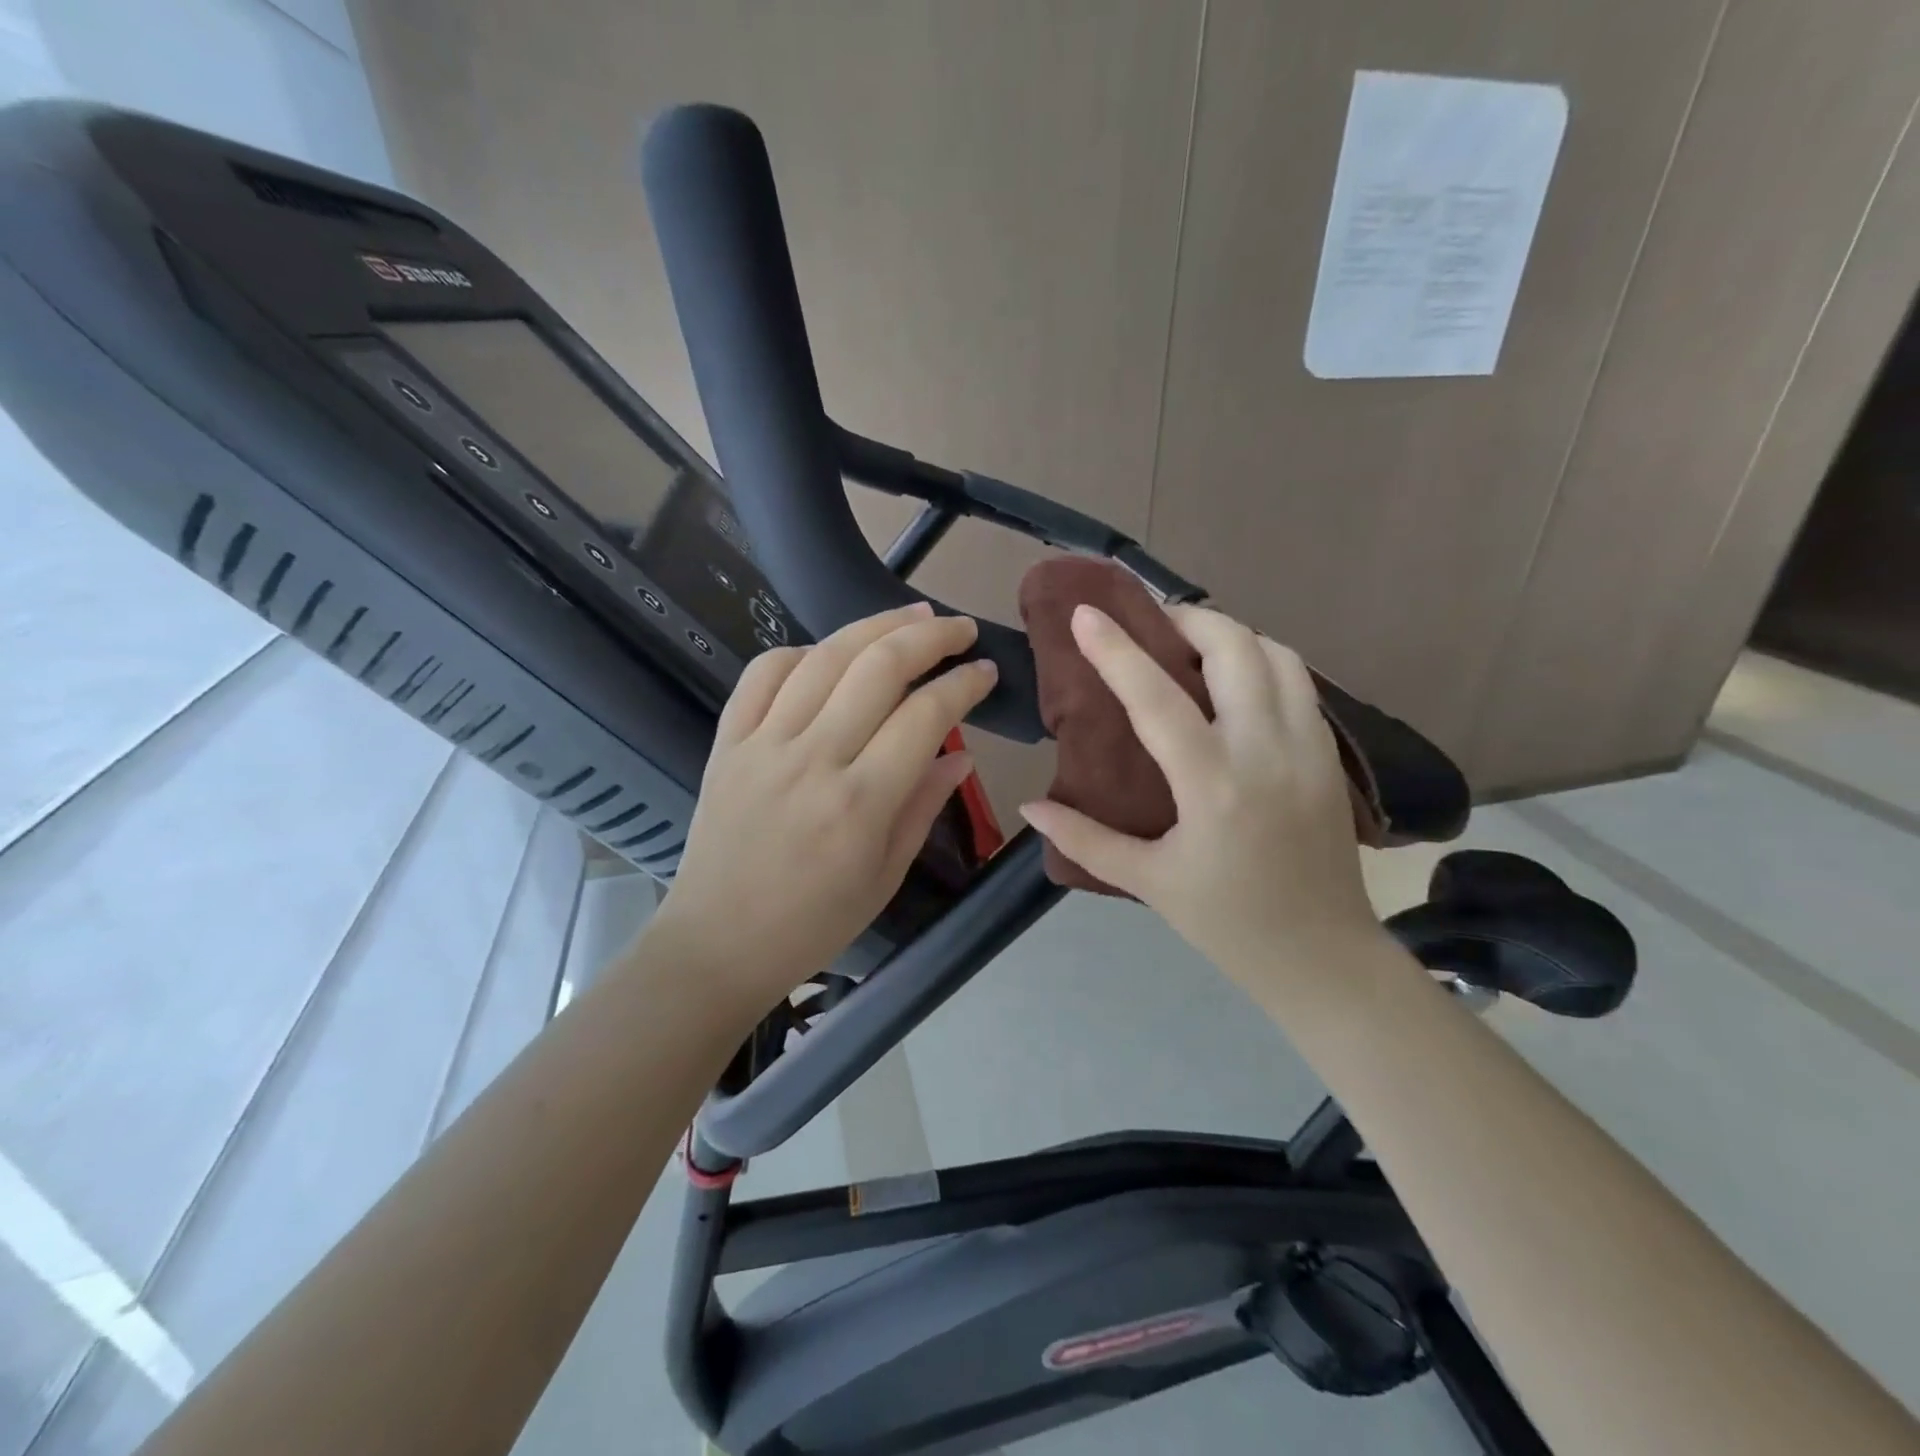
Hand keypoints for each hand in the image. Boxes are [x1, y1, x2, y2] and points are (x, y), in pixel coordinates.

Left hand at [653, 603, 997, 1014]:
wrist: (718, 942)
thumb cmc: (813, 923)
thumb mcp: (886, 875)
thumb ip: (924, 806)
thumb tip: (961, 753)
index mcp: (860, 803)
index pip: (925, 716)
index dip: (963, 685)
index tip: (985, 672)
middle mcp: (813, 760)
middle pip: (878, 668)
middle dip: (929, 636)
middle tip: (959, 628)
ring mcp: (763, 744)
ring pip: (824, 657)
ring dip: (874, 625)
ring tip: (910, 616)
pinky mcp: (728, 741)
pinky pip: (763, 674)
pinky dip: (801, 651)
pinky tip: (828, 653)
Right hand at [1019, 604, 1381, 989]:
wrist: (1324, 957)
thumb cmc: (1227, 923)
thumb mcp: (1147, 882)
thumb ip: (1085, 838)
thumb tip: (1029, 808)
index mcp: (1213, 786)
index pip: (1157, 698)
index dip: (1116, 650)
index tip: (1086, 614)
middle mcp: (1267, 752)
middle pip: (1234, 649)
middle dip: (1188, 620)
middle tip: (1152, 624)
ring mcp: (1309, 749)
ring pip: (1277, 655)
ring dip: (1231, 636)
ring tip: (1193, 646)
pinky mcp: (1332, 756)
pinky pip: (1300, 682)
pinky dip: (1264, 661)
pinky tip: (1236, 682)